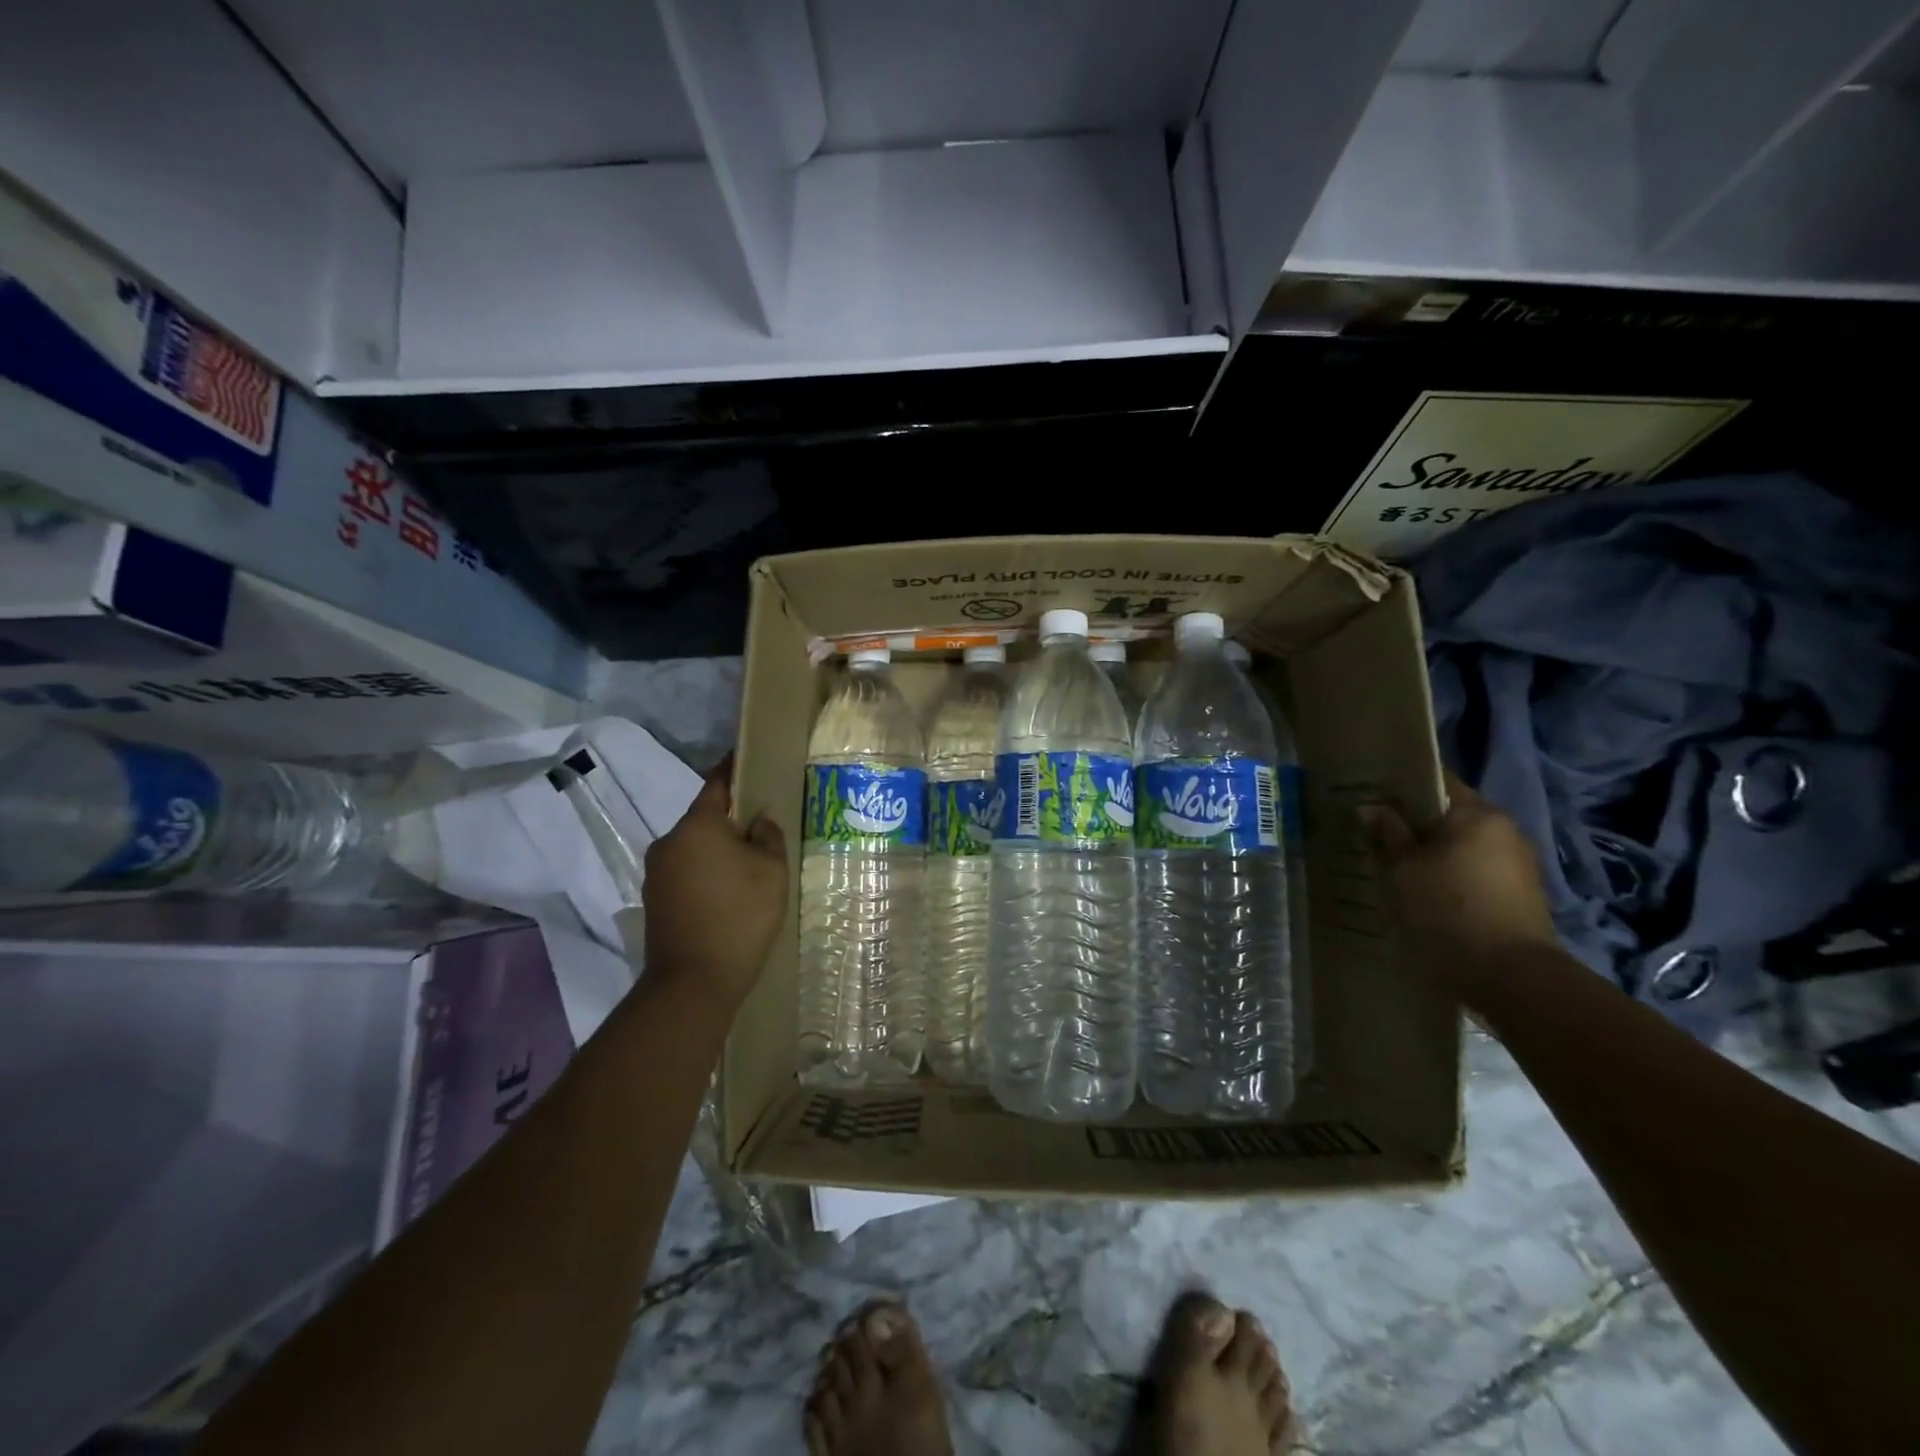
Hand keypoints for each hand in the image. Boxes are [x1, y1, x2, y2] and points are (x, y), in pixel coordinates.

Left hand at [642, 760, 787, 1013]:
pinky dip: (706, 873)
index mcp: (697, 825)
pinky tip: (728, 892)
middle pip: (704, 819)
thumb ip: (768, 836)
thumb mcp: (771, 871)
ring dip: (717, 850)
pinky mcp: (654, 900)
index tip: (747, 758)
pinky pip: (686, 872)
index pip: (716, 783)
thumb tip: (758, 820)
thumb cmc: (740, 916)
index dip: (733, 768)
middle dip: (730, 819)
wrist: (692, 982)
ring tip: (748, 865)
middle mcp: (669, 841)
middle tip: (762, 827)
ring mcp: (656, 873)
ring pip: (694, 848)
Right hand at [1357, 771, 1561, 996]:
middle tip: (1374, 836)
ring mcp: (1518, 865)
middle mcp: (1504, 830)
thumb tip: (1371, 808)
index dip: (1399, 787)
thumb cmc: (1447, 912)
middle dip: (1412, 825)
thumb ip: (1386, 834)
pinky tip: (1423, 894)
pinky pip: (1473, 872)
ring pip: (1460, 846)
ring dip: (1429, 854)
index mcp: (1478, 814)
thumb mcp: (1401, 871)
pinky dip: (1448, 877)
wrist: (1511, 979)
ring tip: (1393, 868)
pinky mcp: (1520, 897)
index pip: (1435, 782)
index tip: (1370, 798)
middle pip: (1449, 815)